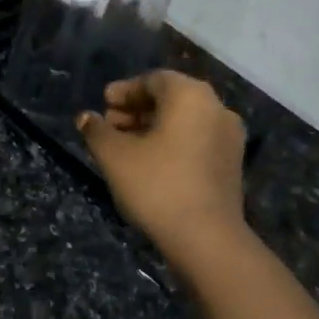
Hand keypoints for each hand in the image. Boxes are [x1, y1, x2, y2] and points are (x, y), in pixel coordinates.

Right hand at [78, 72, 247, 262]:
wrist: (207, 238)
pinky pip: (197, 140)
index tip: (103, 103)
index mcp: (190, 95)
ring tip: (125, 145)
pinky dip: (173, 142)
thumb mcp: (115, 156)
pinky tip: (150, 162)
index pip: (153, 80)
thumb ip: (97, 131)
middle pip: (171, 99)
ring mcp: (229, 137)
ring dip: (153, 127)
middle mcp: (216, 108)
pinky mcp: (232, 164)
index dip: (125, 90)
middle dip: (137, 109)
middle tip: (110, 124)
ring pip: (185, 121)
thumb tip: (86, 118)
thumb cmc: (157, 185)